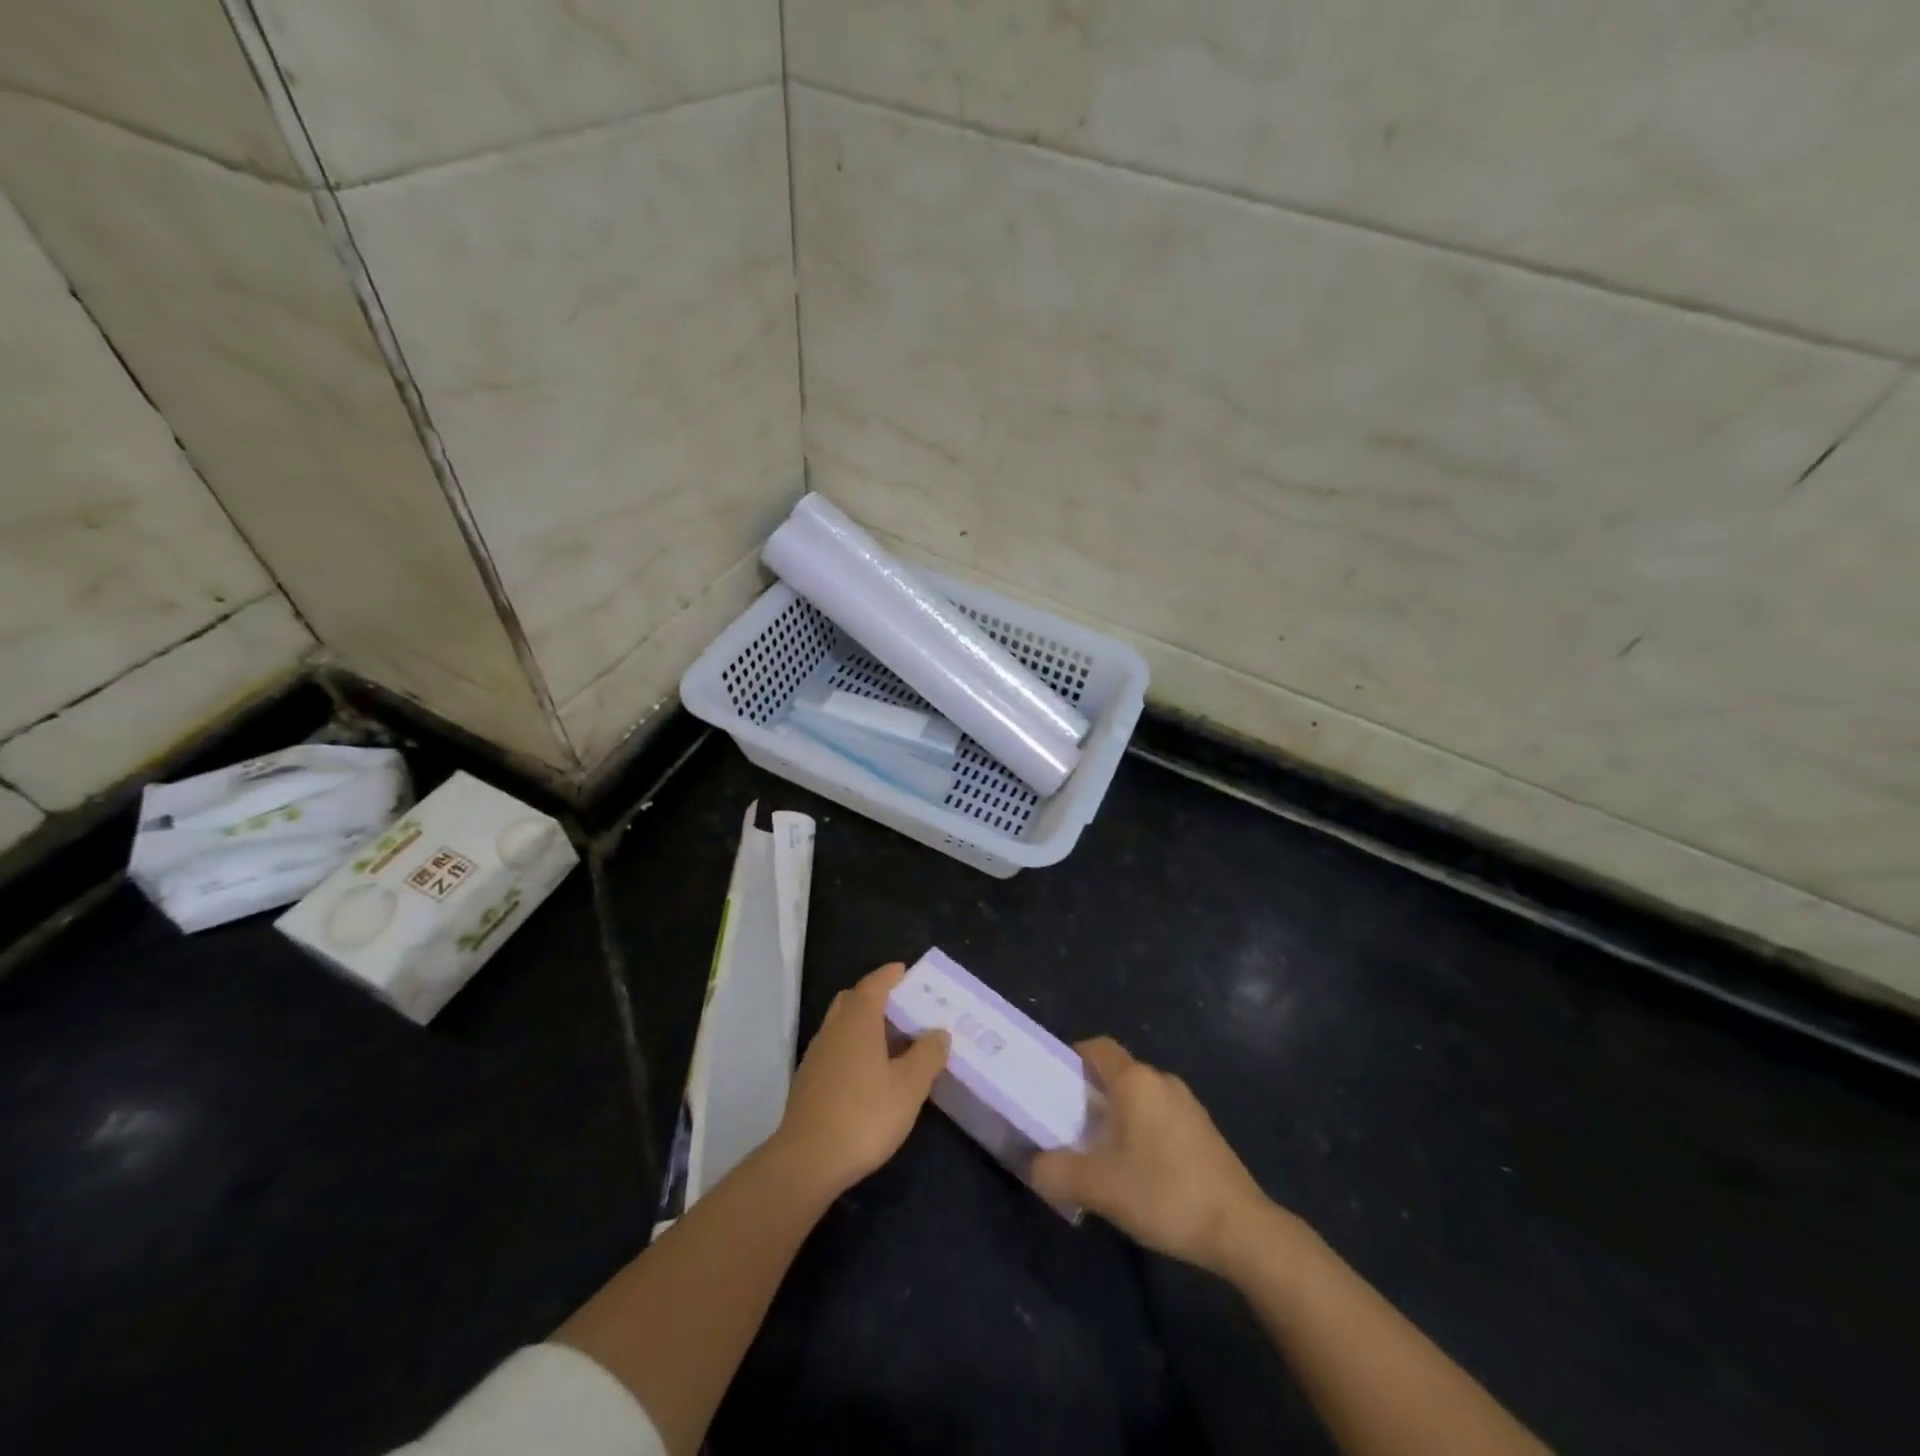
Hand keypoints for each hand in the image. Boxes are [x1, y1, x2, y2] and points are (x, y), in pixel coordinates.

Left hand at [774, 963, 949, 1199]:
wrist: (807, 1160)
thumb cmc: (865, 1115)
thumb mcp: (909, 1086)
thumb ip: (927, 1055)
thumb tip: (939, 1032)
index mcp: (858, 1021)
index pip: (874, 985)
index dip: (889, 975)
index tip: (904, 970)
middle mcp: (834, 1029)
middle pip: (852, 1000)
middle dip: (874, 996)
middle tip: (900, 1005)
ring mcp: (817, 1055)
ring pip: (841, 1025)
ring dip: (863, 1023)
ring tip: (890, 1040)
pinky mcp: (808, 1081)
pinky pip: (834, 1048)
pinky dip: (852, 1046)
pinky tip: (868, 1072)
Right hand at [1032, 1037, 1270, 1274]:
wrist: (1241, 1230)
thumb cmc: (1164, 1193)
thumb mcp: (1099, 1187)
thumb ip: (1057, 1172)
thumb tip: (1033, 1165)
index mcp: (1135, 1081)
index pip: (1097, 1048)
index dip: (1072, 1059)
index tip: (1054, 1085)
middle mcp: (1162, 1081)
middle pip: (1117, 1073)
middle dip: (1091, 1095)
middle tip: (1070, 1127)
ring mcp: (1188, 1104)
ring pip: (1140, 1098)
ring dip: (1118, 1117)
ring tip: (1101, 1154)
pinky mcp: (1204, 1131)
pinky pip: (1161, 1116)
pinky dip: (1142, 1131)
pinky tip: (1139, 1172)